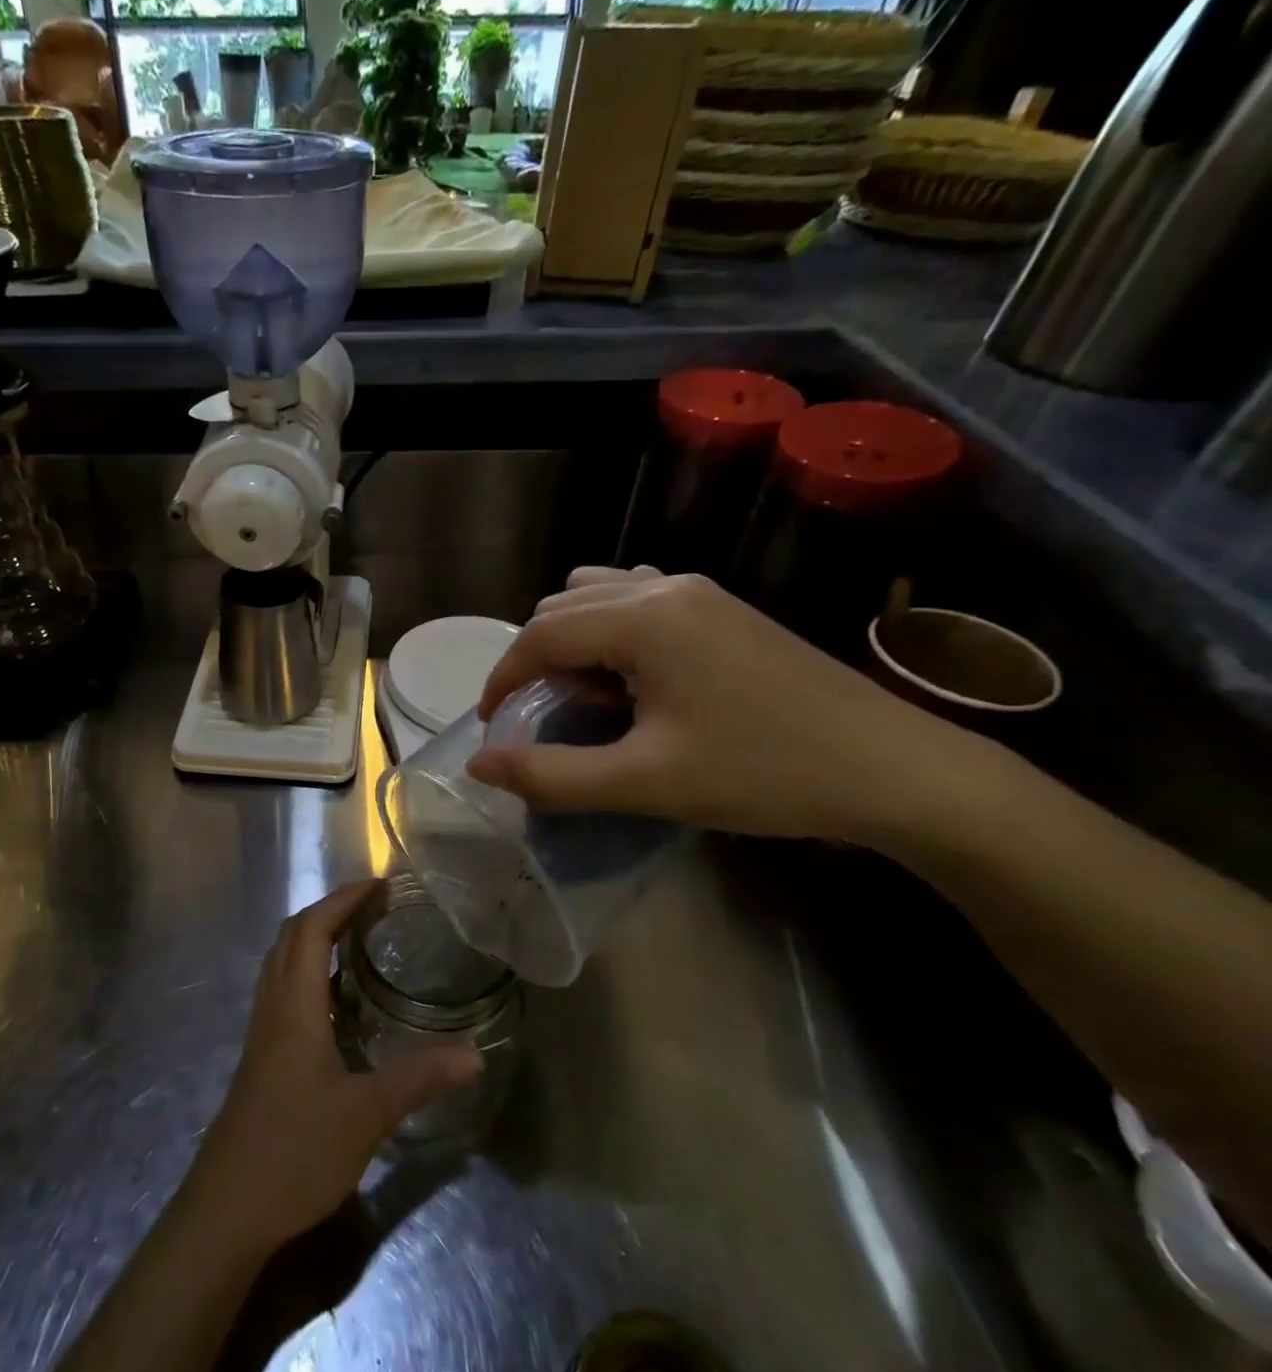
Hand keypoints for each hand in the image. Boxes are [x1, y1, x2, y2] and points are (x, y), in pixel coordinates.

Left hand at [184, 881, 483, 1253]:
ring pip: (282, 964)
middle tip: (374, 910)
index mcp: (293, 1006)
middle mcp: (272, 1007)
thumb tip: (475, 1054)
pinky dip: (309, 975)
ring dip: (315, 940)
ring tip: (359, 943)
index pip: (311, 928)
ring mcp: (262, 1033)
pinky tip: (339, 1004)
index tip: (379, 886)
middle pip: (291, 936)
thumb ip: (419, 1079)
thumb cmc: (294, 1151)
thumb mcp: (366, 1115)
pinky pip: (283, 993)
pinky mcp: (261, 1058)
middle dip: (330, 911)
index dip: (342, 899)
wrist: (226, 1210)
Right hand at [465, 566, 973, 842]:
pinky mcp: (723, 607)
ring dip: (570, 637)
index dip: (503, 678)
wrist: (893, 769)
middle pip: (562, 606)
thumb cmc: (763, 774)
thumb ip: (552, 775)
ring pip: (599, 594)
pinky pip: (638, 597)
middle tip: (536, 716)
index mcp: (644, 620)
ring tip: (581, 694)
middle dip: (533, 657)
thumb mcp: (646, 783)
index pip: (540, 634)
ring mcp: (700, 592)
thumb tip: (479, 764)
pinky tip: (630, 674)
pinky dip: (609, 627)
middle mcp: (665, 588)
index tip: (491, 723)